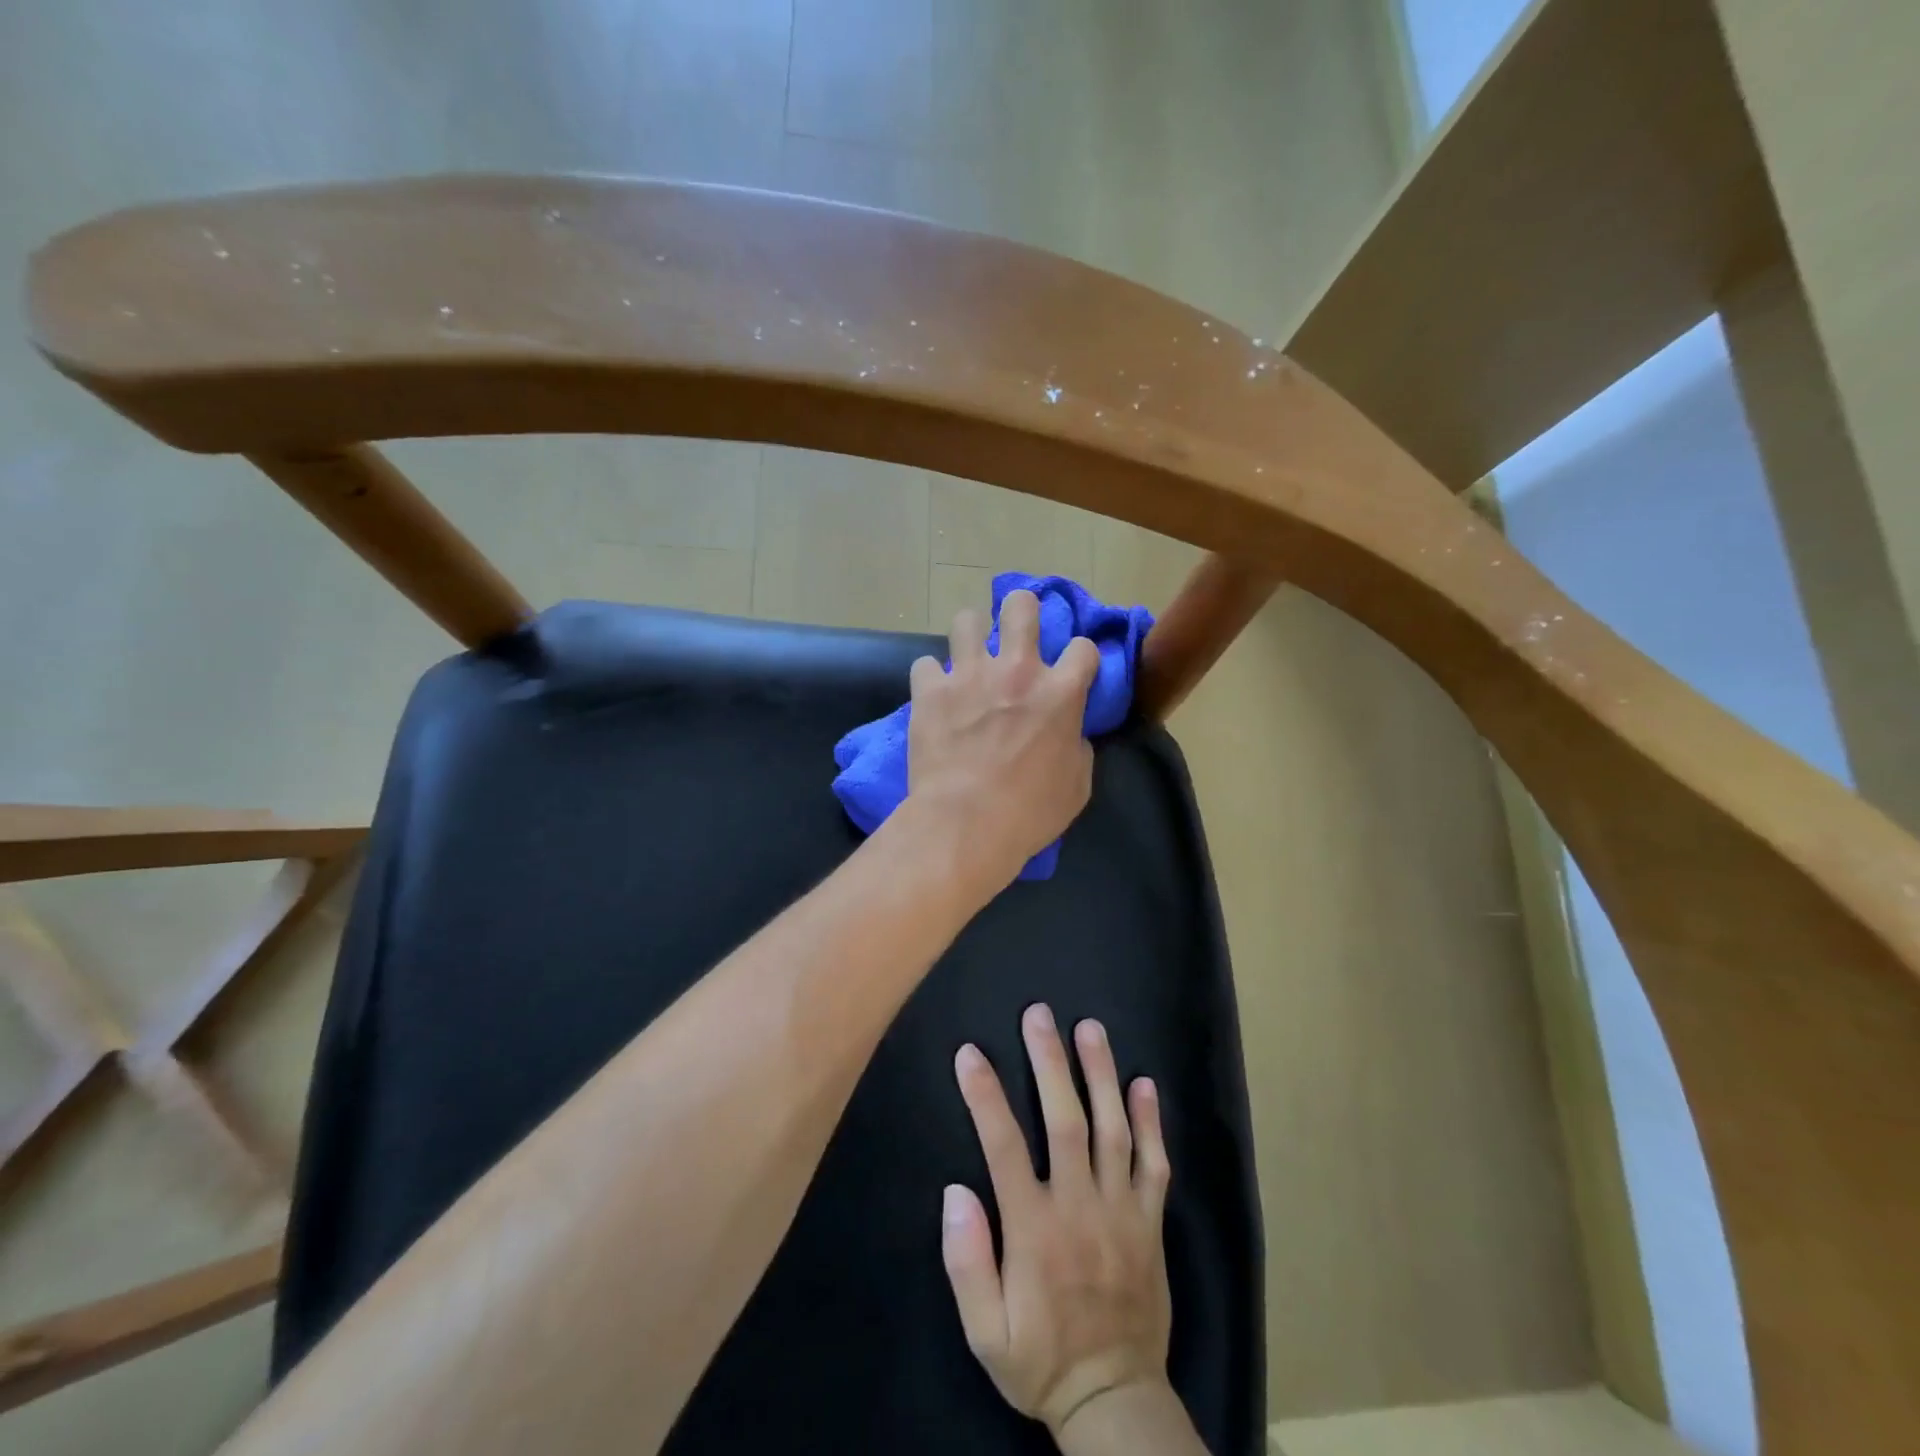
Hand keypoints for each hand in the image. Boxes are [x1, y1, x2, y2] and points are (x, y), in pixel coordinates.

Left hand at [905, 591, 1098, 893]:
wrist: (965, 823)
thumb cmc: (1029, 812)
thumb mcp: (1077, 786)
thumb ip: (1077, 747)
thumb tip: (1070, 734)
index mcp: (1060, 692)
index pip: (1083, 647)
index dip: (1081, 658)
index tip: (1074, 672)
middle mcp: (1016, 670)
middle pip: (1020, 607)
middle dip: (1021, 611)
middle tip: (1015, 632)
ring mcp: (969, 675)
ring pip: (966, 620)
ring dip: (971, 635)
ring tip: (969, 655)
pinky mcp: (930, 690)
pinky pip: (925, 664)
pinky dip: (932, 678)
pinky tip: (934, 695)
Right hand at [942, 1004, 1175, 1441]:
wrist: (1116, 1399)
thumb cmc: (1041, 1360)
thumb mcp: (986, 1332)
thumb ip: (967, 1263)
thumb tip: (955, 1192)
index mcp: (1034, 1229)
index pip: (1004, 1147)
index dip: (985, 1096)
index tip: (970, 1053)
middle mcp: (1080, 1206)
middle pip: (1065, 1120)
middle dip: (1050, 1062)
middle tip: (1039, 1015)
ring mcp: (1122, 1210)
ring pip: (1113, 1129)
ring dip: (1101, 1074)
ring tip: (1090, 1028)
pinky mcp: (1151, 1221)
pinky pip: (1155, 1164)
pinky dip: (1152, 1122)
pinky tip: (1144, 1084)